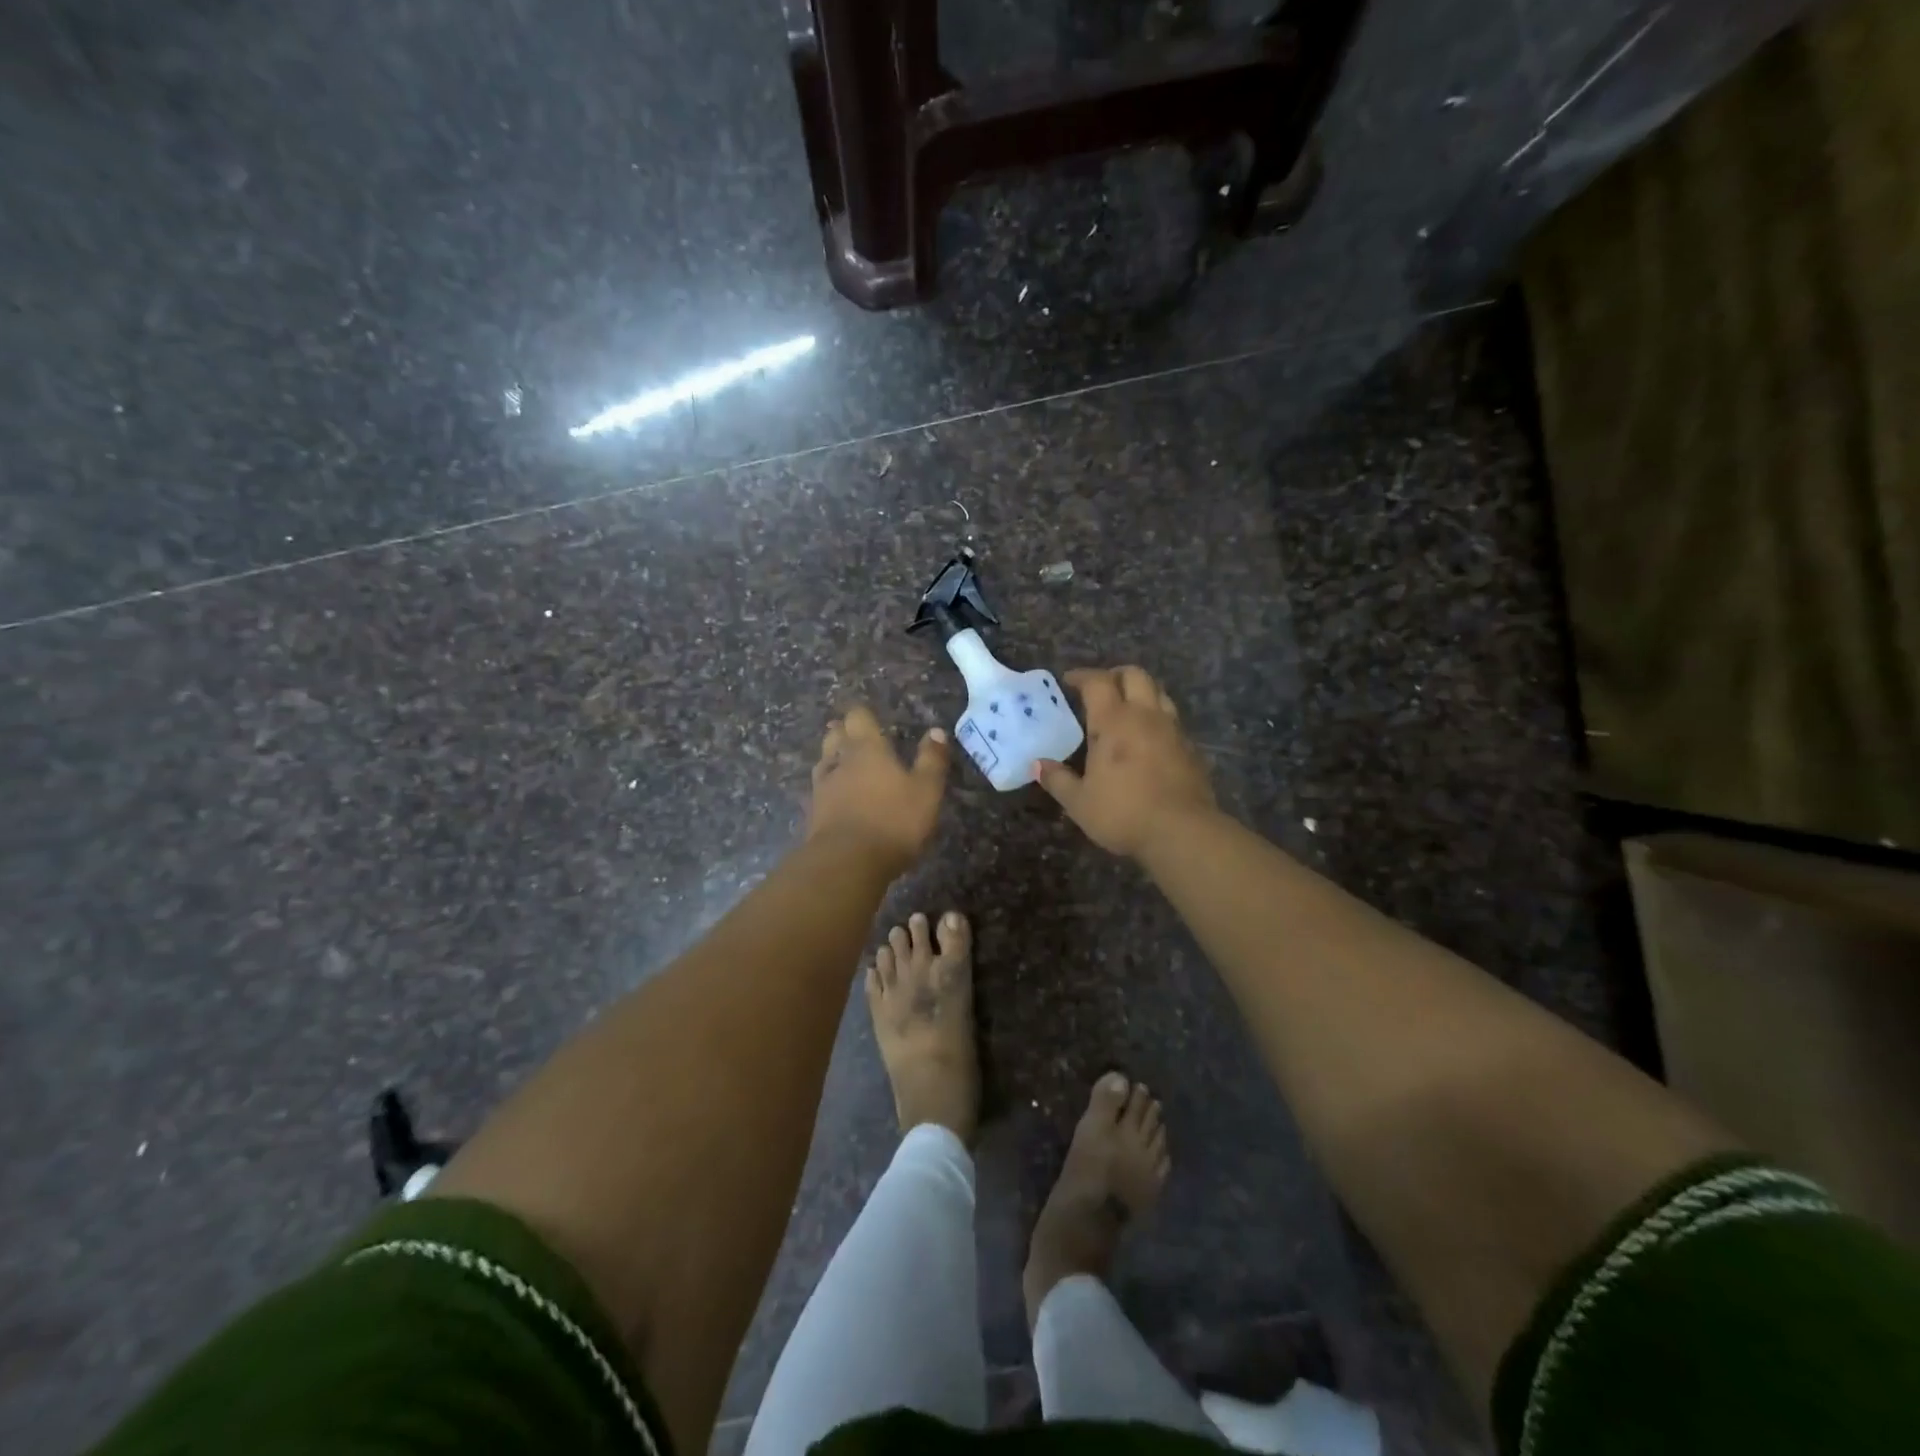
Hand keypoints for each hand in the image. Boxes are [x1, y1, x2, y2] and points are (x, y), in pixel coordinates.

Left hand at [807, 706, 950, 873]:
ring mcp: (822, 788)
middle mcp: (840, 761)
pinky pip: (820, 791)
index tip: (871, 717)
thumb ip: (931, 760)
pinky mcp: (813, 814)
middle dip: (844, 732)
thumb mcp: (926, 791)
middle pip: (835, 736)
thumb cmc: (892, 821)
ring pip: (824, 762)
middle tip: (855, 736)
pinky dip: (829, 788)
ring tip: (845, 764)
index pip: (858, 717)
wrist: (845, 863)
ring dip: (833, 759)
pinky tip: (836, 798)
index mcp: (867, 749)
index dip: (864, 715)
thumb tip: (936, 731)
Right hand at [1036, 666, 1216, 858]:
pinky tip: (1148, 739)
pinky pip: (1172, 719)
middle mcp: (1145, 716)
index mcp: (1114, 721)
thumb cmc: (1123, 813)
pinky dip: (1157, 718)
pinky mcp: (1191, 748)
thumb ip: (1057, 780)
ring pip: (1159, 692)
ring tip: (1126, 709)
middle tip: (1100, 689)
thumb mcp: (1079, 802)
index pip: (1098, 682)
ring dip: (1140, 692)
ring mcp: (1173, 730)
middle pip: (1135, 675)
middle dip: (1115, 675)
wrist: (1182, 832)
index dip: (1082, 676)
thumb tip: (1038, 765)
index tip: (1069, 681)